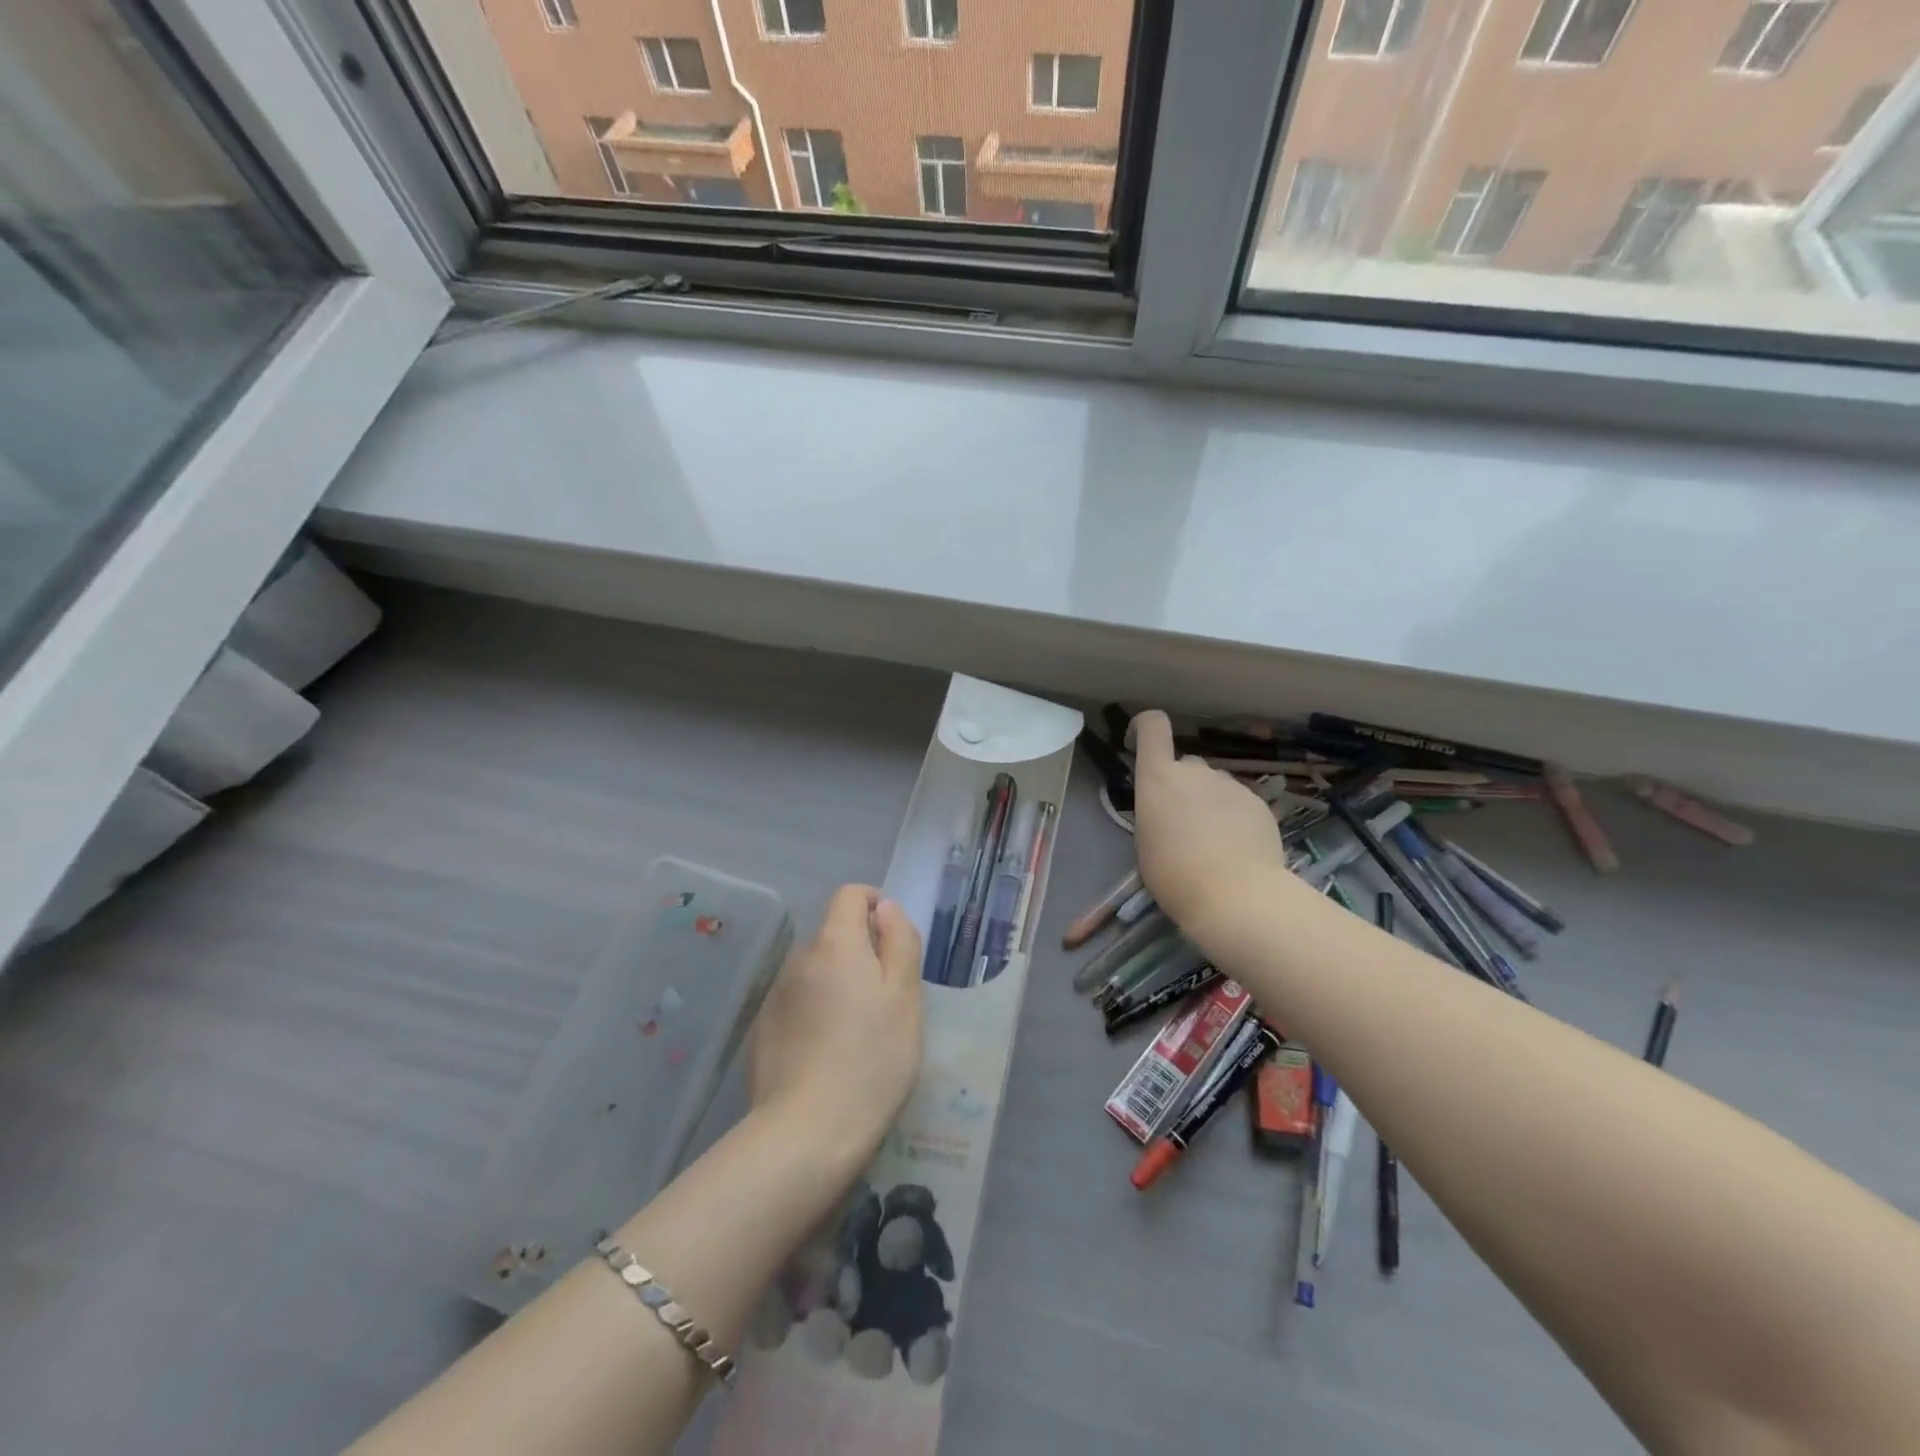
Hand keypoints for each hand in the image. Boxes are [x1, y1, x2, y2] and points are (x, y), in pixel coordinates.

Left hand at [748, 885, 924, 1162]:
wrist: (806, 1134)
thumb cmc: (872, 1059)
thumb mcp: (906, 996)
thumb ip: (899, 941)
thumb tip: (884, 907)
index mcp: (835, 943)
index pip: (850, 895)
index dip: (874, 904)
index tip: (894, 939)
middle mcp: (799, 958)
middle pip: (834, 935)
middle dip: (861, 953)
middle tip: (887, 999)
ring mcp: (776, 996)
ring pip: (816, 972)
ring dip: (838, 984)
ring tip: (859, 1033)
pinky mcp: (762, 1030)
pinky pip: (798, 1004)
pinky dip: (816, 1013)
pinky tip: (828, 1055)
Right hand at [1129, 710, 1287, 931]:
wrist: (1235, 896)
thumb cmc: (1174, 874)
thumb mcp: (1146, 841)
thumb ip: (1156, 811)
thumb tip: (1171, 809)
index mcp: (1159, 777)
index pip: (1153, 725)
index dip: (1143, 727)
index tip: (1136, 743)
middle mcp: (1196, 771)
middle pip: (1185, 764)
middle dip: (1181, 786)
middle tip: (1180, 823)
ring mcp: (1231, 785)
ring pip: (1214, 785)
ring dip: (1208, 803)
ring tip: (1212, 843)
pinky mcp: (1259, 803)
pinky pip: (1239, 803)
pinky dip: (1234, 818)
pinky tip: (1237, 850)